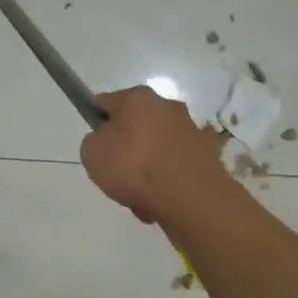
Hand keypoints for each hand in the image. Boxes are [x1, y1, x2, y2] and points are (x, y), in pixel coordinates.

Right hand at [80, 86, 235, 224]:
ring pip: (156, 147)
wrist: (188, 197)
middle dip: (126, 145)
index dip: (96, 120)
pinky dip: (165, 179)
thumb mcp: (92, 153)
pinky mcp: (205, 154)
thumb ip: (94, 140)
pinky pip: (173, 165)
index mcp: (138, 98)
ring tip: (138, 193)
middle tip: (116, 171)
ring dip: (146, 165)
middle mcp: (167, 106)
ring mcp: (190, 130)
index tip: (94, 141)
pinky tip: (158, 199)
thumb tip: (107, 140)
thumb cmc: (134, 167)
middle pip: (135, 124)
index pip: (106, 102)